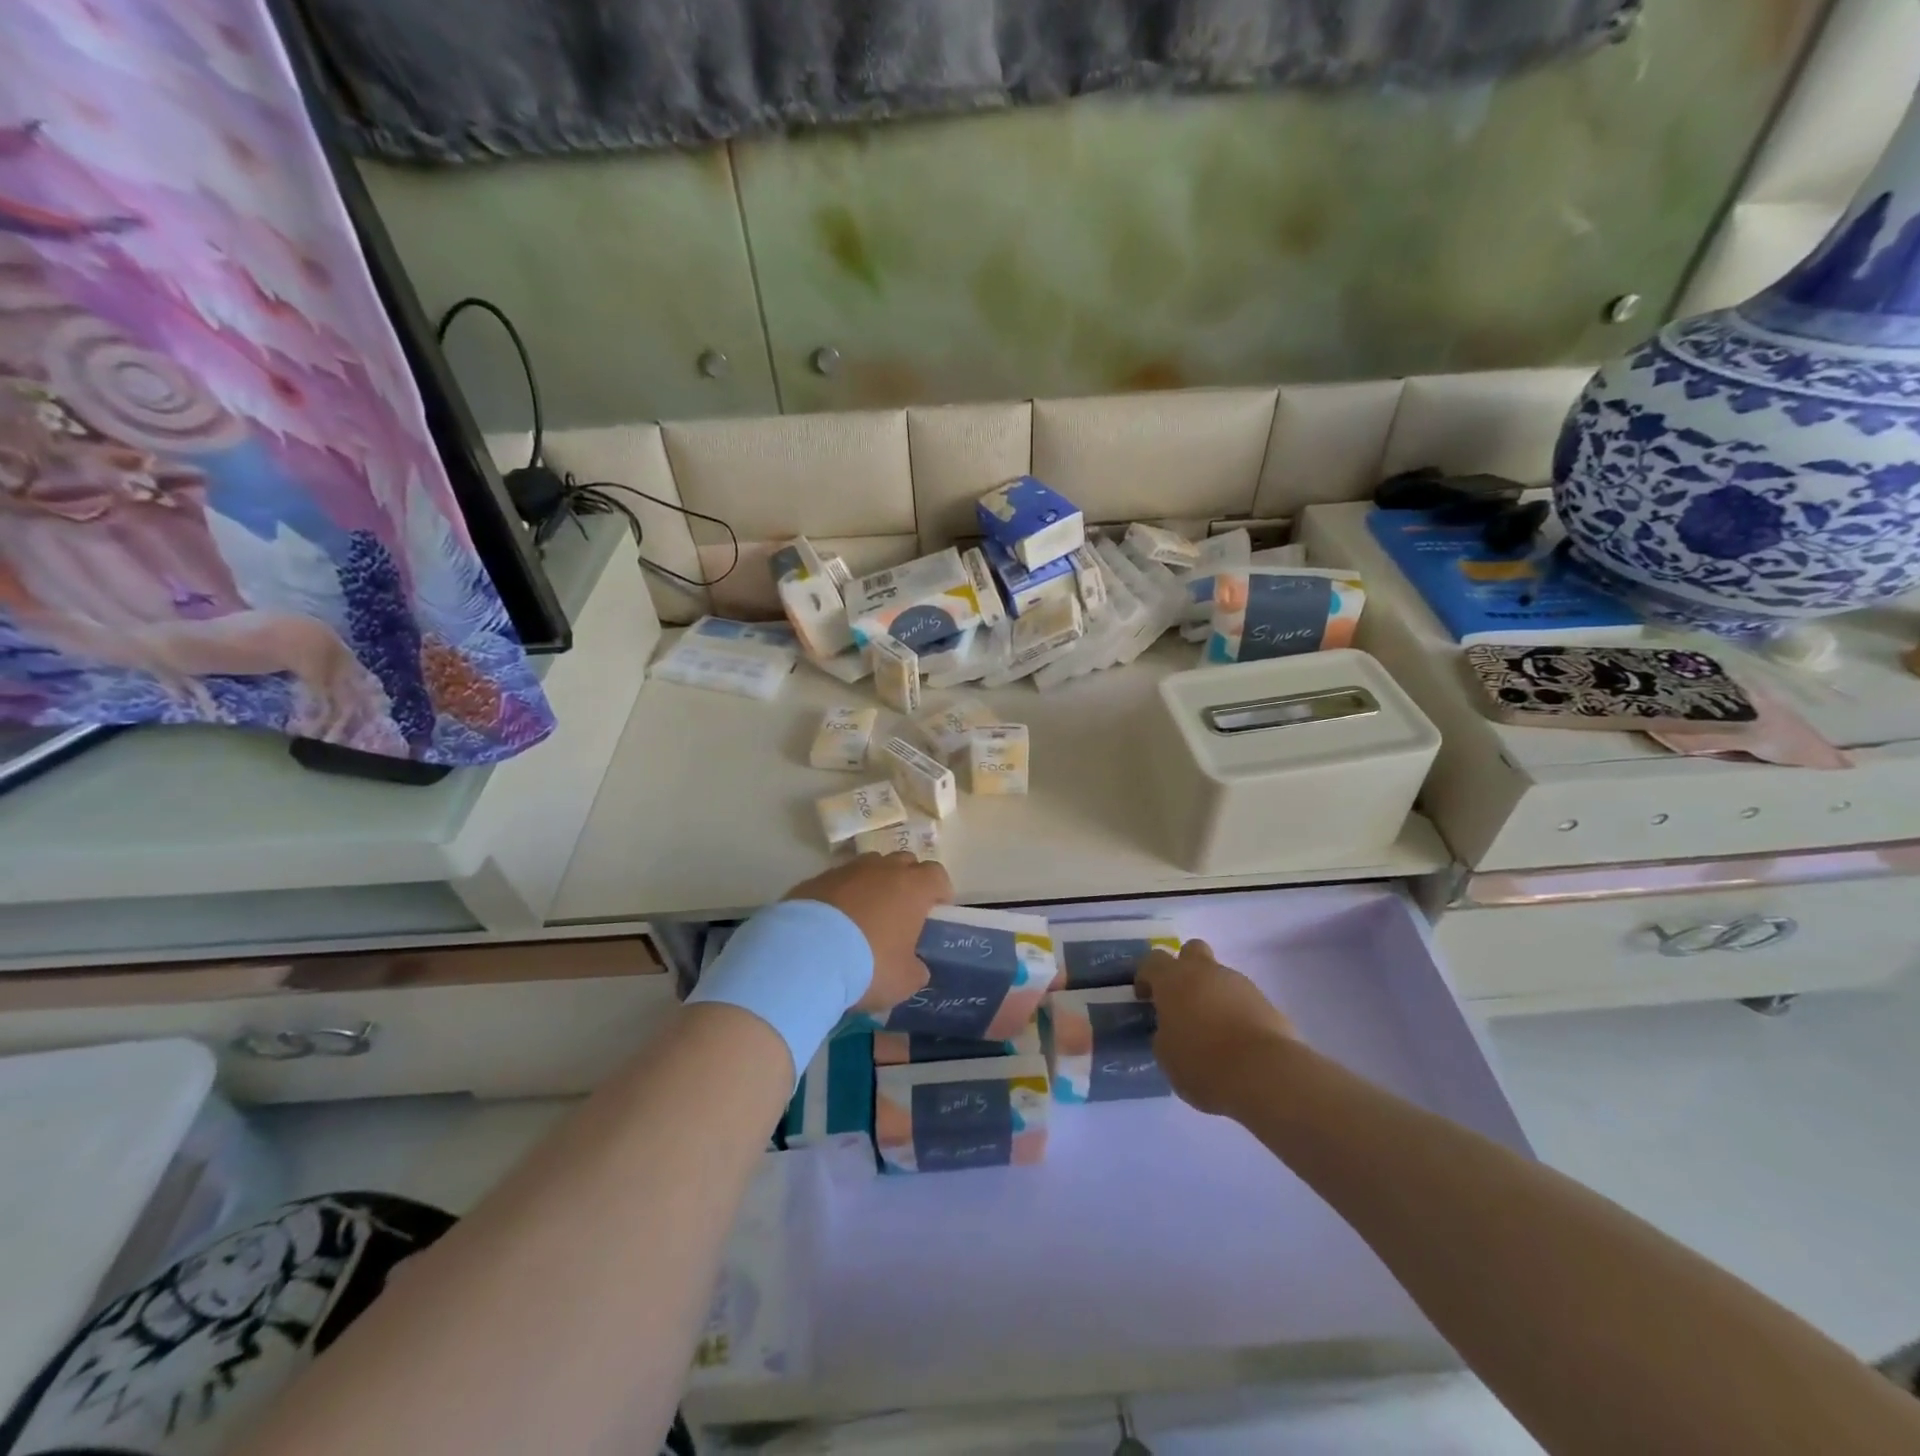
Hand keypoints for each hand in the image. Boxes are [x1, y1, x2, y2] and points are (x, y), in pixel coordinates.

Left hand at [784, 852, 951, 1013]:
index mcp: (912, 888)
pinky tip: (833, 922)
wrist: (805, 955)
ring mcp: (846, 870)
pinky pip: (838, 881)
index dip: (939, 891)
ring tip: (865, 914)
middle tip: (901, 911)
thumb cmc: (868, 965)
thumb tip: (915, 967)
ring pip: (869, 867)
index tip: (935, 910)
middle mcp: (882, 870)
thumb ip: (915, 969)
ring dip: (873, 884)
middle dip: (907, 881)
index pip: (937, 874)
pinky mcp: (815, 879)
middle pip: (904, 862)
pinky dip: (841, 895)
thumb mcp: (903, 981)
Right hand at [1136, 939, 1297, 1115]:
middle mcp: (1205, 972)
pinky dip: (1236, 1012)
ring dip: (1213, 993)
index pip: (1152, 961)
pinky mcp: (1266, 1001)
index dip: (1145, 976)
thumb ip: (1164, 1033)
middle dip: (1185, 967)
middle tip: (1182, 998)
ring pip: (1220, 976)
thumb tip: (1172, 1028)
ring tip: (1213, 1030)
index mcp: (1173, 979)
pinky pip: (1242, 999)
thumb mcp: (1166, 1054)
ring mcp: (1239, 983)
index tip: (1145, 998)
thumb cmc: (1203, 1062)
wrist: (1265, 1073)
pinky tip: (1237, 1040)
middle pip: (1192, 950)